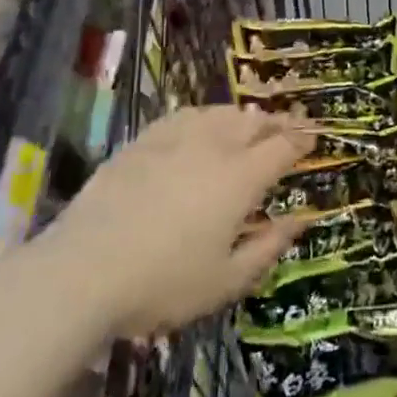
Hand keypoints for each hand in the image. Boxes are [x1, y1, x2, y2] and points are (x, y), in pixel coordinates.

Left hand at [40, 104, 314, 340]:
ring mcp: (175, 138)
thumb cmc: (164, 283)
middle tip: (285, 130)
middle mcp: (213, 146)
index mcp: (240, 178)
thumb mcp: (227, 281)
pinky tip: (199, 126)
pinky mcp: (143, 140)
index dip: (301, 140)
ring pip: (219, 112)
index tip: (313, 137)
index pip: (282, 147)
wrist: (84, 270)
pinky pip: (184, 116)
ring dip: (241, 116)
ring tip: (247, 125)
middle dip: (274, 123)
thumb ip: (269, 246)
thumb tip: (301, 220)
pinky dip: (204, 117)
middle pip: (253, 121)